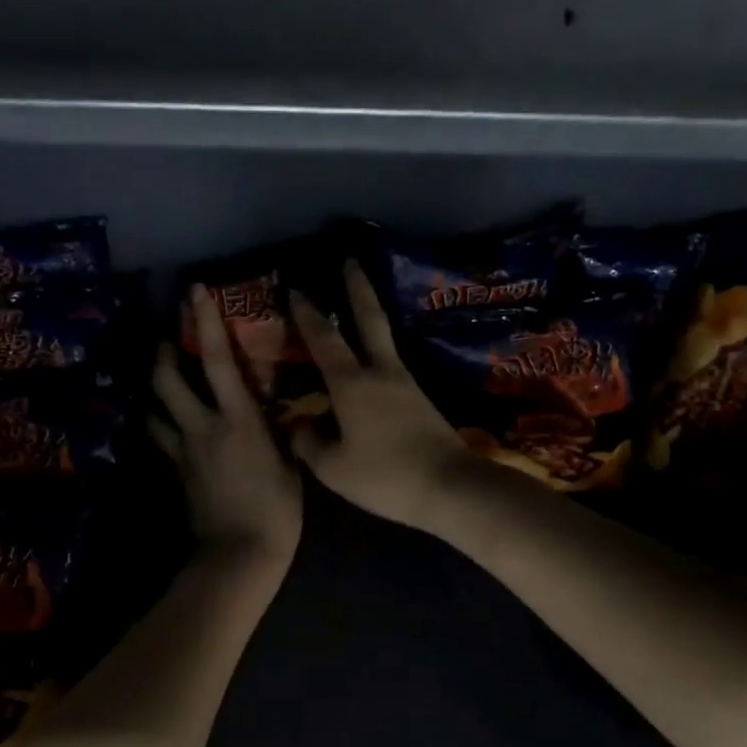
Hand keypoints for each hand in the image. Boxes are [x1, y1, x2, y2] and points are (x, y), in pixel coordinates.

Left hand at [152, 285, 302, 572]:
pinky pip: (161, 439)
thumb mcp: (290, 463)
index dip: (205, 321)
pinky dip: (160, 425)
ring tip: (165, 379)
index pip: (216, 360)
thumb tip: (276, 412)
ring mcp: (183, 450)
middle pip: (166, 378)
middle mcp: (202, 427)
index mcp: (238, 419)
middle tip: (168, 337)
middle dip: (163, 351)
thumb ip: (279, 431)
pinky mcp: (175, 473)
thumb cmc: (278, 511)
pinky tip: (169, 424)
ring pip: (155, 408)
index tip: (196, 291)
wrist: (239, 555)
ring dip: (157, 388)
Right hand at [288, 261, 480, 532]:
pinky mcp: (421, 400)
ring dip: (371, 314)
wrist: (450, 487)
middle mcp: (381, 372)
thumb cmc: (384, 476)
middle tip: (351, 259)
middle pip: (370, 319)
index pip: (324, 339)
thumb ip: (309, 443)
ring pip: (385, 339)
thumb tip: (298, 425)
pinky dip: (379, 350)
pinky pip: (393, 365)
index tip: (297, 288)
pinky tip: (372, 360)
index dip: (308, 314)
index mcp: (352, 383)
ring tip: (359, 302)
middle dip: (357, 287)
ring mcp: (406, 383)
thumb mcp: (333, 468)